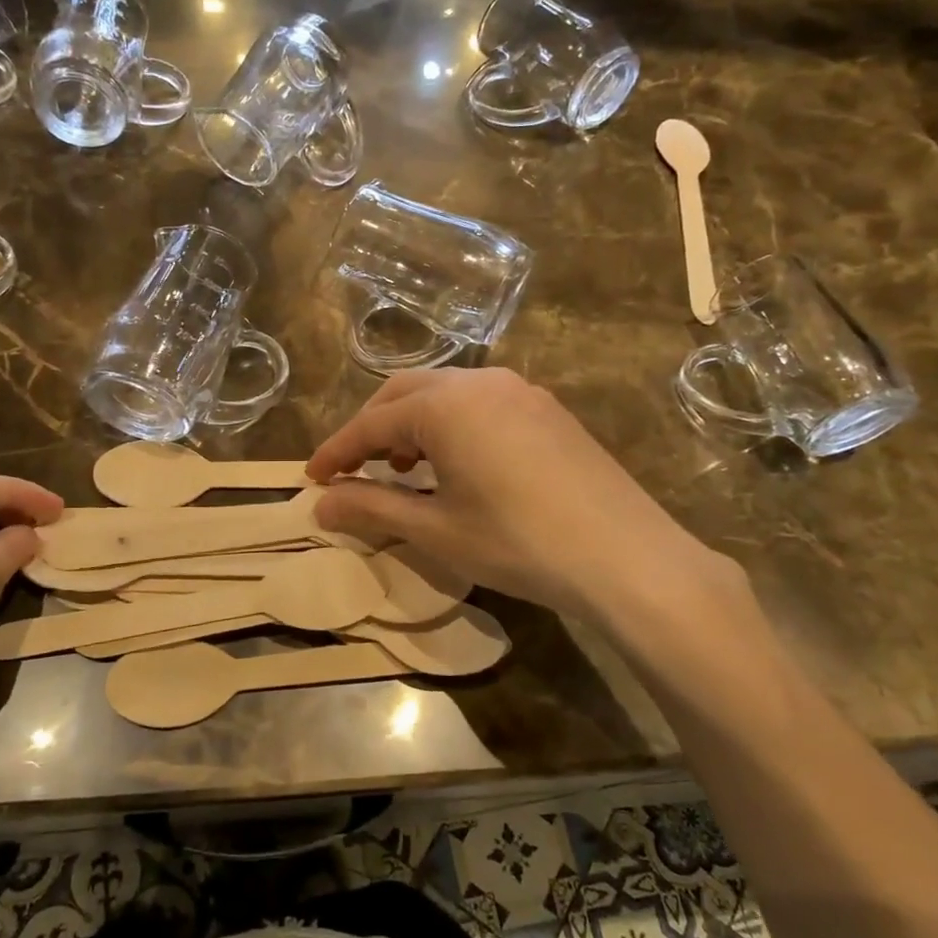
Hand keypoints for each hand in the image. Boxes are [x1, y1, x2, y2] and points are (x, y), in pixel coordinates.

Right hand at [307, 369, 741, 620]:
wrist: (626, 556)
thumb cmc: (519, 543)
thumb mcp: (437, 530)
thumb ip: (373, 509)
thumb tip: (322, 503)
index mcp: (445, 405)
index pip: (372, 423)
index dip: (337, 451)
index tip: (312, 477)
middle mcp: (480, 381)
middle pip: (405, 393)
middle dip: (371, 429)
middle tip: (353, 470)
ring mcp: (520, 390)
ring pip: (445, 393)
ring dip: (412, 424)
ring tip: (405, 469)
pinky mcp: (546, 408)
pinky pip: (480, 402)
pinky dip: (451, 424)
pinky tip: (457, 463)